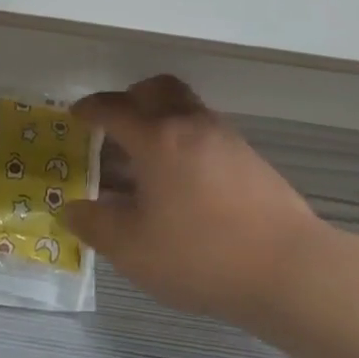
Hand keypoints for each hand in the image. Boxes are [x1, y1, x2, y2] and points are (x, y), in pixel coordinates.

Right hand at [65, 75, 323, 326]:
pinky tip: (183, 181)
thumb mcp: (133, 249)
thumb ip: (94, 225)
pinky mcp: (249, 156)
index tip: (76, 114)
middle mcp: (190, 124)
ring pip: (185, 106)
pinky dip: (185, 138)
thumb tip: (69, 207)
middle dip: (130, 98)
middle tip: (115, 124)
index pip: (114, 109)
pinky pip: (205, 130)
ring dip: (161, 117)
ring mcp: (224, 137)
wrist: (288, 268)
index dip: (90, 109)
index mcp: (157, 138)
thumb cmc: (200, 255)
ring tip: (147, 158)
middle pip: (157, 89)